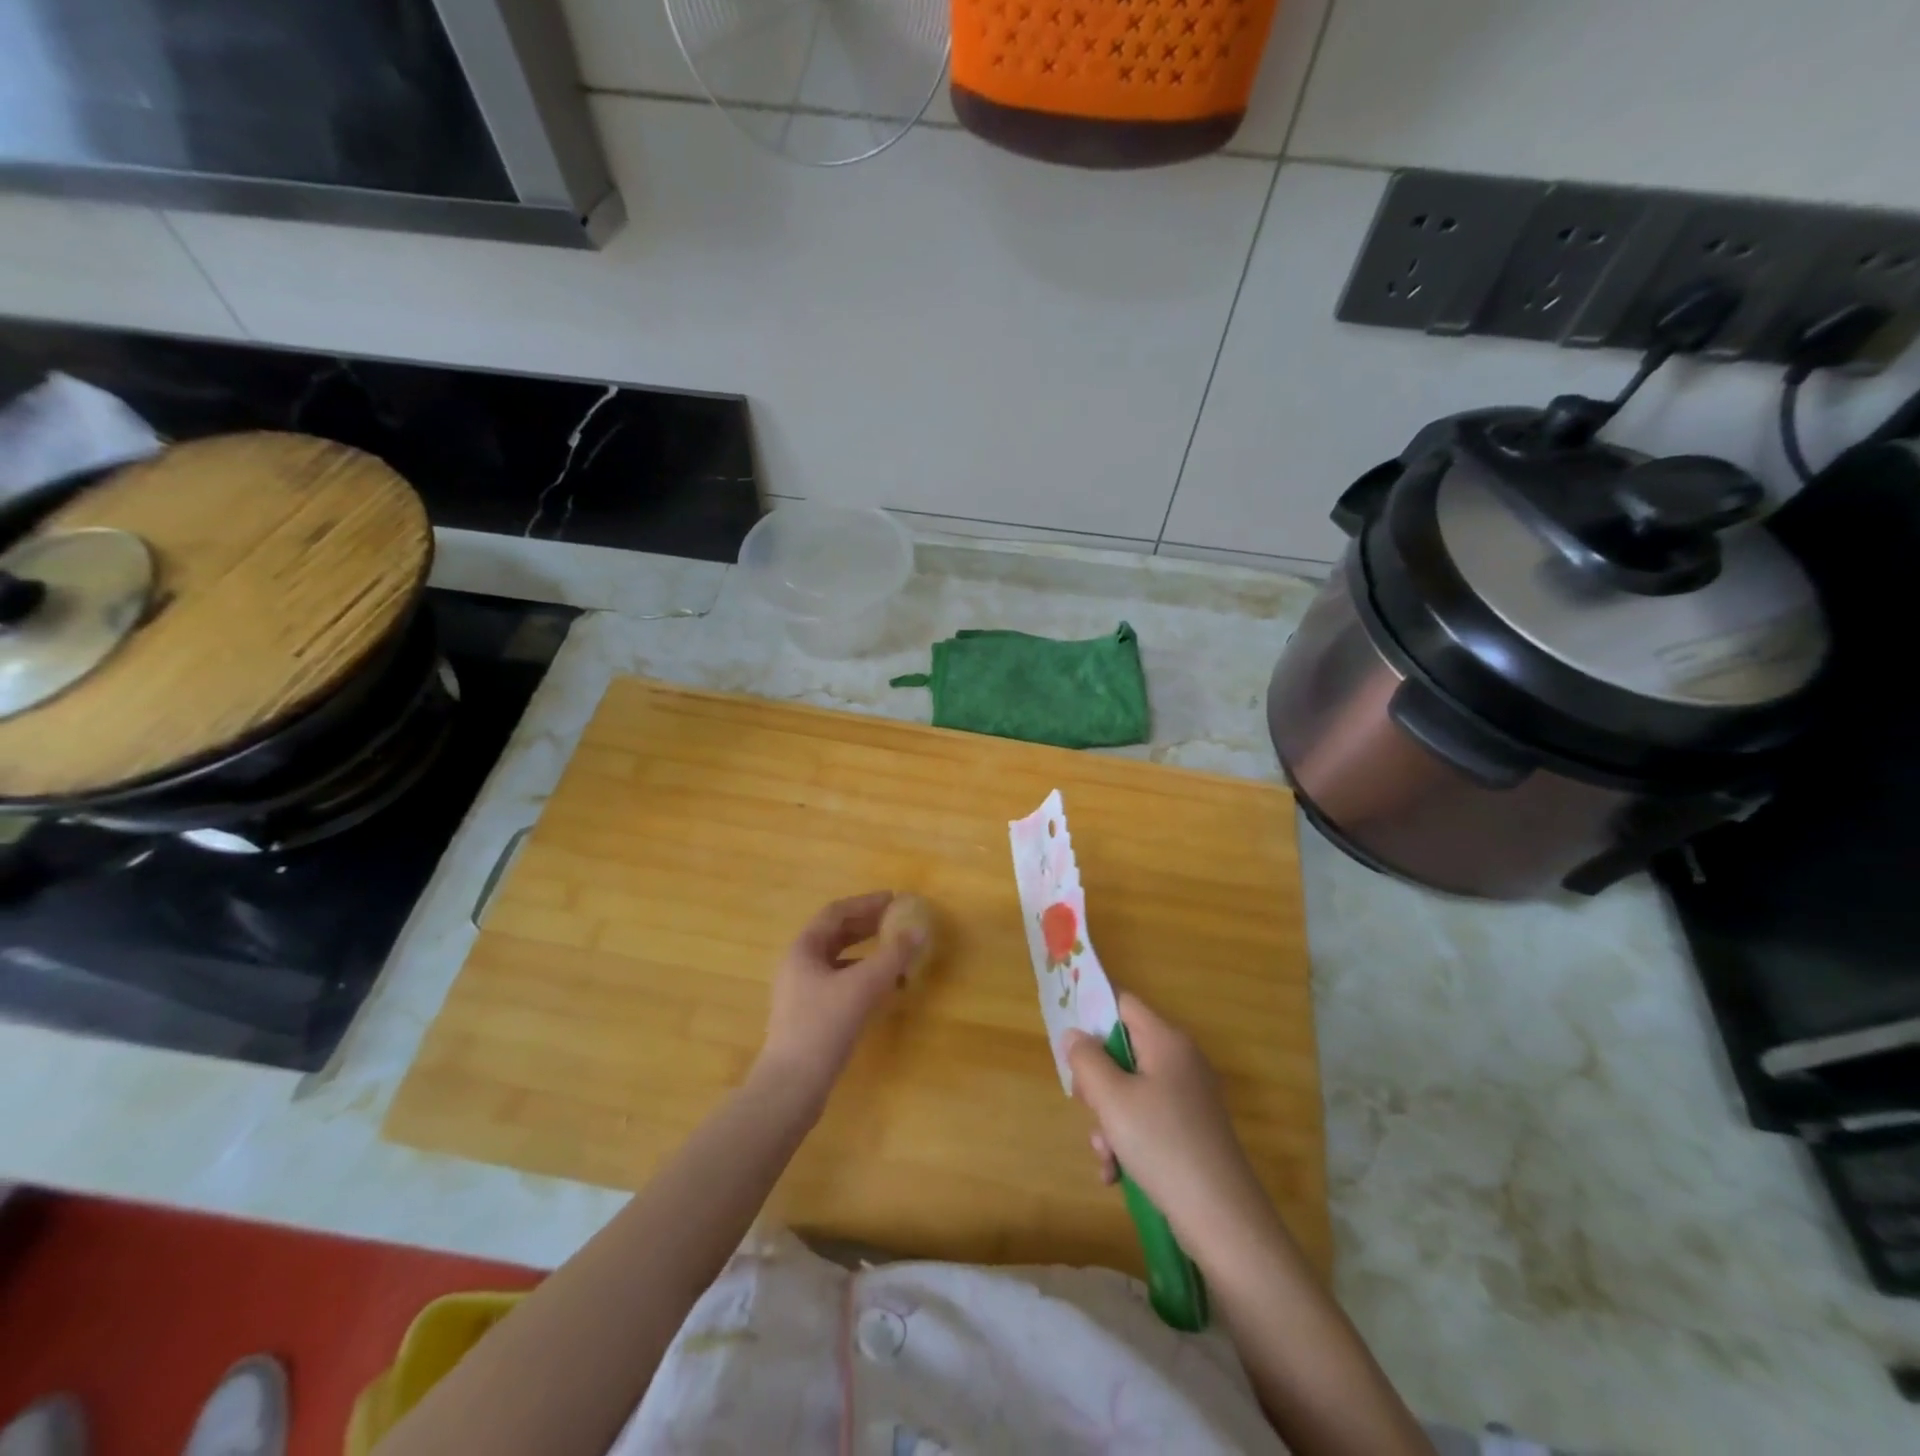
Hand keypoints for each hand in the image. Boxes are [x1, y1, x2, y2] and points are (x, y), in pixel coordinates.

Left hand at [753, 892, 924, 1109]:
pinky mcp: (809, 1015)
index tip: (894, 899)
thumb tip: (919, 930)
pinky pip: (839, 982)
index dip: (866, 903)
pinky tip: (883, 988)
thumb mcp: (863, 986)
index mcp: (804, 948)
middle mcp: (799, 964)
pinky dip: (862, 977)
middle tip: (897, 921)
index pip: (836, 912)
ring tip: (895, 952)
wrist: (791, 1086)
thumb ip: (892, 956)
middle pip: (836, 934)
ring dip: (866, 952)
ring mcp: (802, 991)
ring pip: (838, 960)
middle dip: (867, 925)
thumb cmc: (823, 1026)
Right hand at [1065, 993, 1274, 1253]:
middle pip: (1123, 1050)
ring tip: (1106, 1155)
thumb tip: (1075, 1034)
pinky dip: (1128, 1140)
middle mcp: (1181, 1060)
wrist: (1222, 1220)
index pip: (1122, 1003)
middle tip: (1088, 1108)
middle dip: (1098, 1081)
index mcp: (1166, 1040)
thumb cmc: (1162, 1145)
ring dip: (1109, 1119)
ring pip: (1131, 1090)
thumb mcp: (1112, 1099)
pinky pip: (1148, 1119)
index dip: (1091, 1015)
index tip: (1070, 1047)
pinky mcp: (1192, 1130)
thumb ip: (1087, 1060)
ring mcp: (1189, 1097)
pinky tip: (1117, 1174)